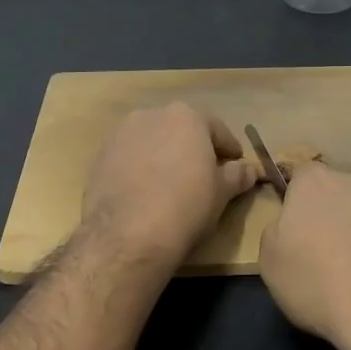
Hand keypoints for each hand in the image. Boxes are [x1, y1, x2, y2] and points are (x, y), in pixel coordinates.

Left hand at [80, 103, 258, 276]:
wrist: (127, 234)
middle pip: (181, 129)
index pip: (216, 129)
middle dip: (193, 148)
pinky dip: (140, 168)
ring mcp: (122, 133)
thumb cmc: (186, 206)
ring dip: (164, 155)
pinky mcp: (100, 156)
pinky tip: (145, 192)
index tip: (235, 164)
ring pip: (153, 141)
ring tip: (171, 184)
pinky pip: (130, 157)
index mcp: (186, 116)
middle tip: (204, 174)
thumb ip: (237, 176)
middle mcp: (152, 114)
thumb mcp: (221, 193)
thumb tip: (250, 170)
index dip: (229, 149)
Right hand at [257, 166, 350, 349]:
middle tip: (332, 257)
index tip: (301, 234)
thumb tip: (291, 225)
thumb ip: (278, 231)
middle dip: (338, 217)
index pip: (302, 178)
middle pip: (342, 194)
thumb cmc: (318, 282)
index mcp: (315, 183)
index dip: (301, 205)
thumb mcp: (271, 262)